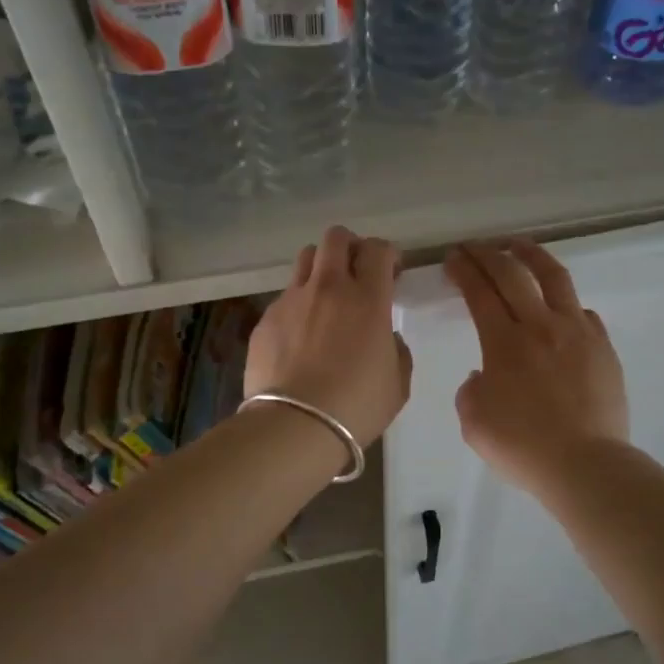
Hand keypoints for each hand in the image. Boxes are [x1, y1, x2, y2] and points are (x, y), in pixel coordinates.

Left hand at [246, 226, 412, 446]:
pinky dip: (298, 305)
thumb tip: (384, 338)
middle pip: (336, 238)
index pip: (377, 249)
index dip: (387, 254)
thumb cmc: (356, 406)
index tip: (391, 273)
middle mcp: (328, 288)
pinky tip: (300, 337)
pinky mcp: (265, 319)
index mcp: (367, 299)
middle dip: (350, 247)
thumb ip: (396, 350)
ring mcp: (292, 300)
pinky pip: (285, 297)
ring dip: (321, 268)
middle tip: (357, 273)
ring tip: (326, 297)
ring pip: (306, 260)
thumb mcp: (397, 382)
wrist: (295, 426)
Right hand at [445, 239, 628, 497]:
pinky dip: (566, 303)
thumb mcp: (474, 422)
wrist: (584, 465)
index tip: (454, 258)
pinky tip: (560, 306)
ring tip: (519, 245)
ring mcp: (577, 332)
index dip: (464, 271)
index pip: (480, 293)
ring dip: (532, 256)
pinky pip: (583, 313)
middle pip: (512, 275)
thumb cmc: (523, 447)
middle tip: (474, 246)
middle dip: (488, 254)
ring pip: (555, 278)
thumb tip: (487, 374)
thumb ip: (472, 390)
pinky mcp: (603, 347)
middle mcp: (540, 326)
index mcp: (504, 343)